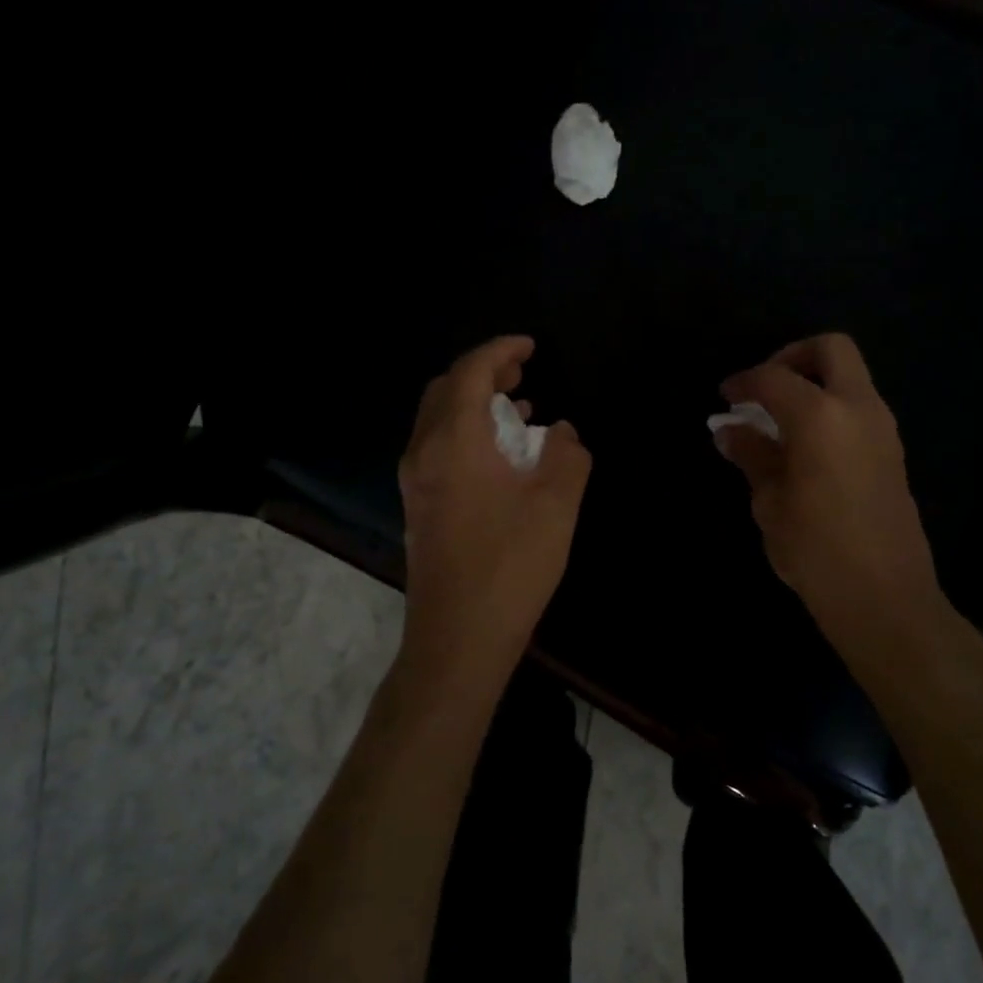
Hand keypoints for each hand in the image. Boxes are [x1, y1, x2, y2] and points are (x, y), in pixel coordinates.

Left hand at [397, 336, 592, 681]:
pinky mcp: (418, 506)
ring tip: (519, 406)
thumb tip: (562, 433)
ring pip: (439, 419)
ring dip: (475, 402)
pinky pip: (439, 447)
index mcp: (453, 440)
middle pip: (445, 389)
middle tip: (523, 369)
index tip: (531, 345)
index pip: (470, 371)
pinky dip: (467, 431)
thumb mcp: (556, 504)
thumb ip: (567, 455)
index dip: (501, 349)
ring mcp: (415, 481)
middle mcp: (424, 451)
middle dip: (484, 371)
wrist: (458, 637)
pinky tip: (501, 454)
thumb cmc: (510, 565)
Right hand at [713, 333, 946, 651]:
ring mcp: (883, 429)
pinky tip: (804, 446)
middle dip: (793, 357)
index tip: (726, 397)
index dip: (745, 382)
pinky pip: (858, 407)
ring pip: (850, 377)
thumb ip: (752, 455)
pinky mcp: (892, 452)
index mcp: (820, 416)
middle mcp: (858, 409)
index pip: (775, 378)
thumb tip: (730, 431)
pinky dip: (829, 408)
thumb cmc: (815, 549)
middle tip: (764, 389)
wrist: (884, 597)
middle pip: (831, 350)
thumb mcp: (770, 502)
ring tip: (778, 421)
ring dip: (814, 384)